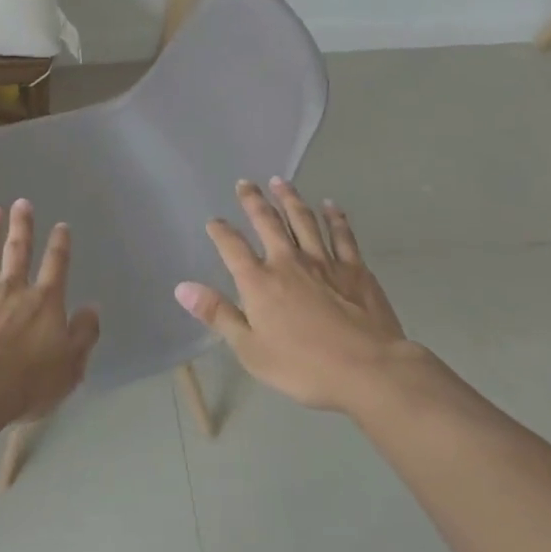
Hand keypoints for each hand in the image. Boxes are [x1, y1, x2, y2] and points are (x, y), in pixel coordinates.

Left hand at [0, 200, 100, 425]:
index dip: (60, 245)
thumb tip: (93, 308)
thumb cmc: (27, 382)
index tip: (61, 225)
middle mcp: (11, 289)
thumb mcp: (70, 365)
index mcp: (43, 302)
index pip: (55, 266)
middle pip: (18, 251)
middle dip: (21, 226)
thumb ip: (83, 334)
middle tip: (22, 203)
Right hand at [175, 178, 416, 413]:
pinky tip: (330, 205)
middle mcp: (288, 262)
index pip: (232, 247)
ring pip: (303, 220)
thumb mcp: (250, 349)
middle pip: (267, 222)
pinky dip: (335, 218)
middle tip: (246, 183)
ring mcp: (324, 262)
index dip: (220, 232)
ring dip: (290, 199)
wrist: (368, 369)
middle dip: (254, 201)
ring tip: (281, 182)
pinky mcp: (355, 269)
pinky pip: (342, 235)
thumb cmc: (303, 366)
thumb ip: (218, 315)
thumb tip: (182, 288)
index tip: (214, 221)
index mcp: (259, 282)